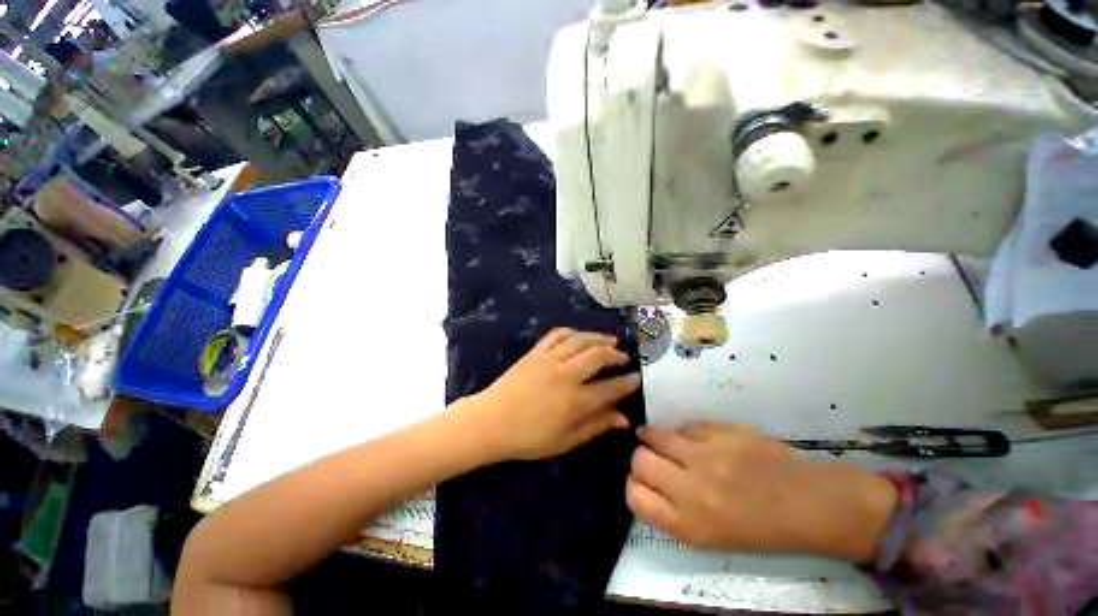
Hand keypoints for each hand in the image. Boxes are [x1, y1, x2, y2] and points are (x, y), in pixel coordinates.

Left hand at [471, 328, 640, 460]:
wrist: (491, 421)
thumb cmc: (528, 438)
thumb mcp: (565, 441)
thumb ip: (596, 427)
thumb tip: (623, 418)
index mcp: (574, 401)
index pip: (610, 388)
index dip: (627, 382)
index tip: (637, 378)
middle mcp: (565, 375)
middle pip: (598, 355)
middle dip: (616, 354)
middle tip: (624, 358)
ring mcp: (549, 359)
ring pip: (580, 340)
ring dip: (598, 338)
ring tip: (610, 341)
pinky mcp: (536, 352)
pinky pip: (558, 334)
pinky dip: (573, 332)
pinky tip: (580, 336)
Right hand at [626, 423, 897, 562]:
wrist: (808, 505)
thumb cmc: (759, 529)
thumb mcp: (710, 537)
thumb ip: (672, 511)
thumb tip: (646, 482)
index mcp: (689, 524)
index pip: (635, 496)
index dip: (633, 486)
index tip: (641, 481)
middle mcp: (692, 490)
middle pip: (639, 461)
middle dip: (640, 459)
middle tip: (649, 458)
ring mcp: (706, 456)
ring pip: (655, 436)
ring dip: (651, 436)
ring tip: (654, 437)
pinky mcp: (721, 432)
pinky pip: (684, 427)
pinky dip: (681, 432)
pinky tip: (689, 437)